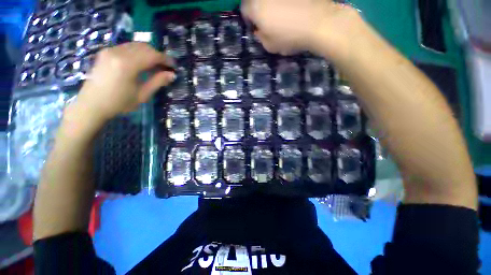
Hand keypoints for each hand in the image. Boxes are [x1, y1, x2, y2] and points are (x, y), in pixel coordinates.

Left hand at [74, 42, 174, 122]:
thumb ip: (158, 82)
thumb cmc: (119, 103)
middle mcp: (118, 52)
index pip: (152, 55)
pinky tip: (141, 63)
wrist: (92, 104)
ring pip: (136, 45)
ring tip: (155, 66)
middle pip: (144, 47)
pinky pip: (127, 47)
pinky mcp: (106, 52)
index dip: (166, 59)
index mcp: (127, 64)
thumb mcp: (142, 95)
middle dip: (158, 55)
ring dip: (148, 53)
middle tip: (165, 67)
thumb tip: (172, 74)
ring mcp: (110, 50)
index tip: (173, 66)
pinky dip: (138, 53)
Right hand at [241, 0, 360, 56]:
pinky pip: (283, 0)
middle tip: (266, 19)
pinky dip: (284, 3)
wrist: (318, 23)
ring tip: (279, 14)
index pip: (244, 9)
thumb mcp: (270, 46)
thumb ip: (260, 37)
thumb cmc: (289, 37)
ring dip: (270, 5)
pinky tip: (290, 8)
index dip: (248, 18)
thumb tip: (259, 30)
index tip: (255, 26)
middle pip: (256, 0)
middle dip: (258, 9)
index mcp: (256, 7)